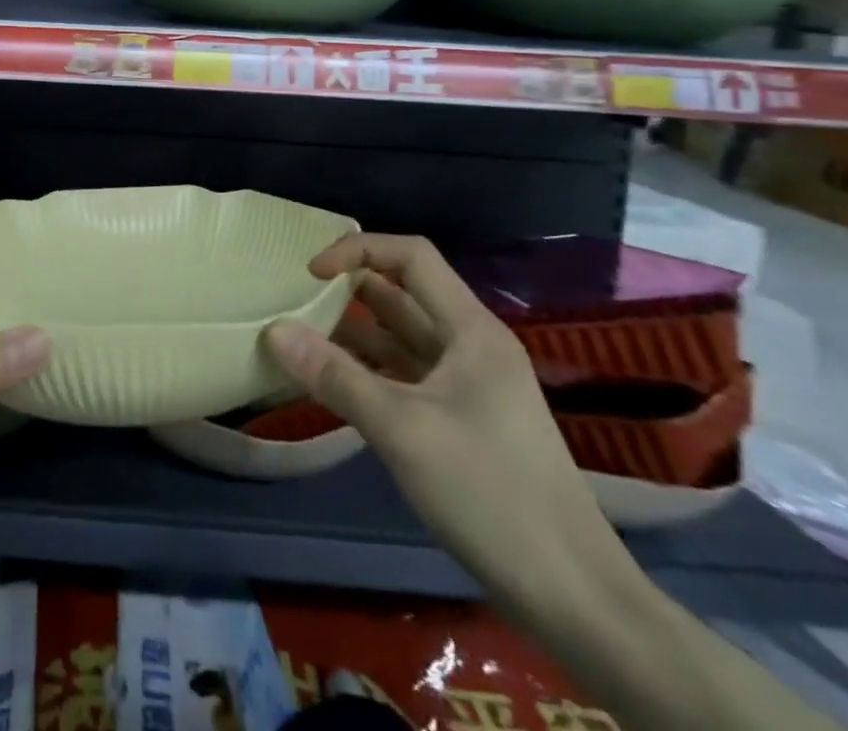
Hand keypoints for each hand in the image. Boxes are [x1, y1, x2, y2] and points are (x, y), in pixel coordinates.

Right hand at [265, 234, 625, 605]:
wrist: (573, 597)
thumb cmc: (490, 494)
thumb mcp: (402, 430)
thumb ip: (335, 377)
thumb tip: (274, 330)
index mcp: (471, 330)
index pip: (411, 256)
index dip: (358, 251)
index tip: (311, 274)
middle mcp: (470, 346)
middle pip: (403, 294)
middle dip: (348, 291)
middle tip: (293, 300)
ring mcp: (468, 385)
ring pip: (400, 338)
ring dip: (352, 334)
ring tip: (299, 339)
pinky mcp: (461, 420)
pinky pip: (404, 375)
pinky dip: (367, 371)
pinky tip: (331, 385)